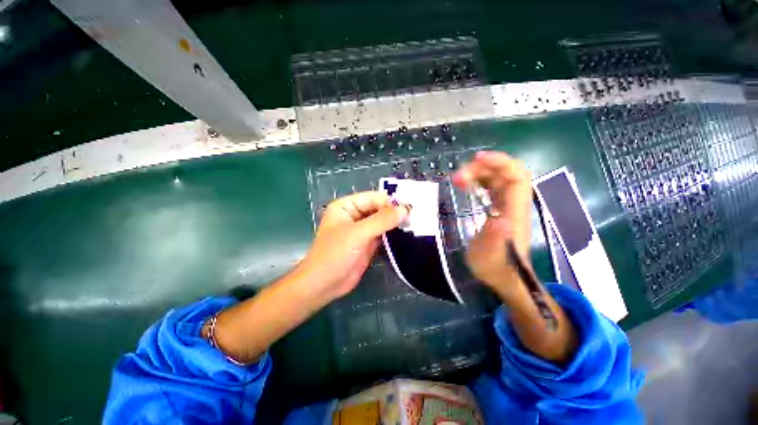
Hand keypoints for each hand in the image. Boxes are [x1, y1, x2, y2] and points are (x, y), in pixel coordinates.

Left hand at [298, 191, 409, 300]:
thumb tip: (405, 209)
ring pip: (382, 222)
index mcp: (347, 206)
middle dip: (394, 213)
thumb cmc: (335, 254)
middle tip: (414, 218)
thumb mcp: (357, 234)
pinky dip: (393, 234)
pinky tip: (406, 234)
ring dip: (395, 223)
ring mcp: (362, 230)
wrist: (324, 284)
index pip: (373, 198)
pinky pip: (383, 234)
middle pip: (379, 209)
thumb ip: (381, 220)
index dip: (390, 202)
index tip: (409, 210)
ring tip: (414, 225)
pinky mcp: (368, 243)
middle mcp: (355, 215)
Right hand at [452, 151, 532, 298]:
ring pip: (499, 178)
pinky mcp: (500, 209)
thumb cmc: (496, 268)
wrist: (506, 277)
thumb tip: (498, 218)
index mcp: (514, 213)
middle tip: (457, 177)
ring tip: (458, 180)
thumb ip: (494, 239)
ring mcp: (507, 205)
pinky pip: (493, 186)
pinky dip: (480, 180)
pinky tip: (467, 184)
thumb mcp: (490, 257)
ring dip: (479, 172)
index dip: (500, 162)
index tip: (476, 159)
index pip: (516, 177)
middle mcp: (514, 204)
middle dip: (483, 167)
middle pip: (507, 173)